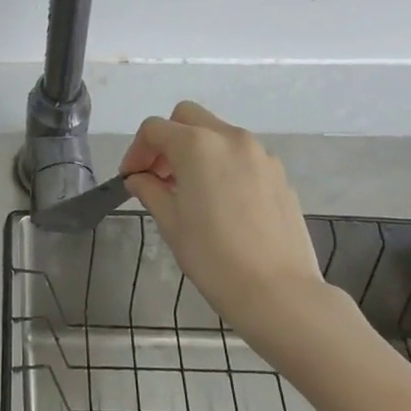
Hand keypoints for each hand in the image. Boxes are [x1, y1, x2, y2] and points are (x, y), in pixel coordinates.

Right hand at [120, 101, 340, 343]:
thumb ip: (150, 190)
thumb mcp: (171, 224)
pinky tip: (222, 202)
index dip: (136, 150)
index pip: (154, 129)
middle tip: (159, 175)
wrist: (279, 293)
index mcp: (197, 145)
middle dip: (167, 139)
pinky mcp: (279, 174)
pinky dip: (223, 164)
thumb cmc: (214, 258)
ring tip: (190, 190)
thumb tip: (139, 178)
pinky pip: (241, 155)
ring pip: (217, 133)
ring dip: (196, 149)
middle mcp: (230, 138)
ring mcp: (260, 153)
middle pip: (187, 117)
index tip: (131, 178)